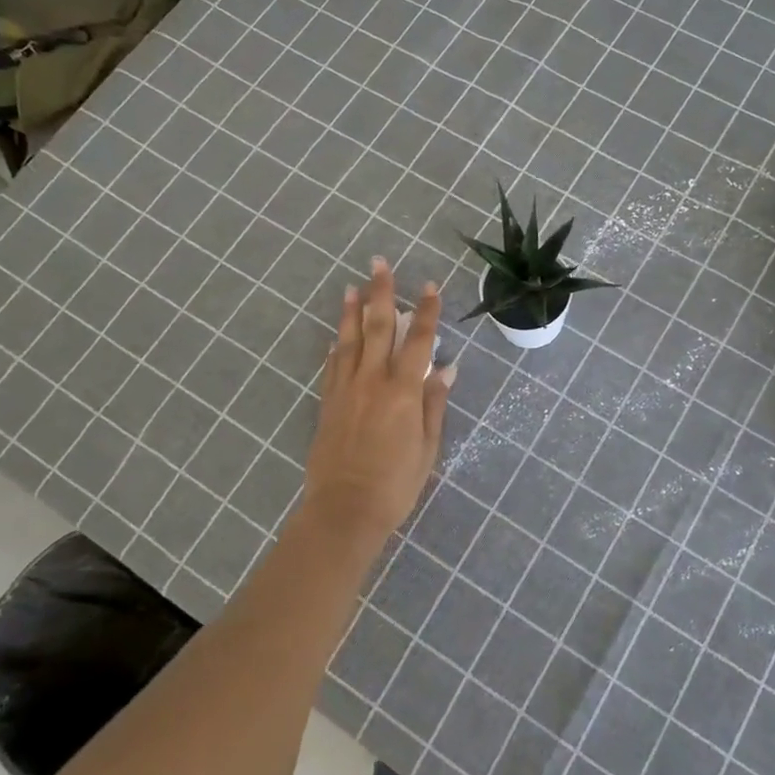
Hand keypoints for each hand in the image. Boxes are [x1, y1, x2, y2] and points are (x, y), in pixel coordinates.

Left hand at [299, 258, 453, 549]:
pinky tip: (337, 337)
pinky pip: (332, 367)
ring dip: (353, 312)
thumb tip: (446, 368)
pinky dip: (336, 347)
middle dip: (382, 293)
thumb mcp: (427, 446)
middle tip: (379, 263)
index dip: (426, 311)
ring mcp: (346, 390)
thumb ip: (434, 403)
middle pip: (378, 328)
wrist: (344, 510)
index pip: (419, 340)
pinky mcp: (328, 404)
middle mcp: (372, 381)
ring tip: (354, 287)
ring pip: (350, 341)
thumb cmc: (396, 483)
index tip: (431, 286)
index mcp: (403, 390)